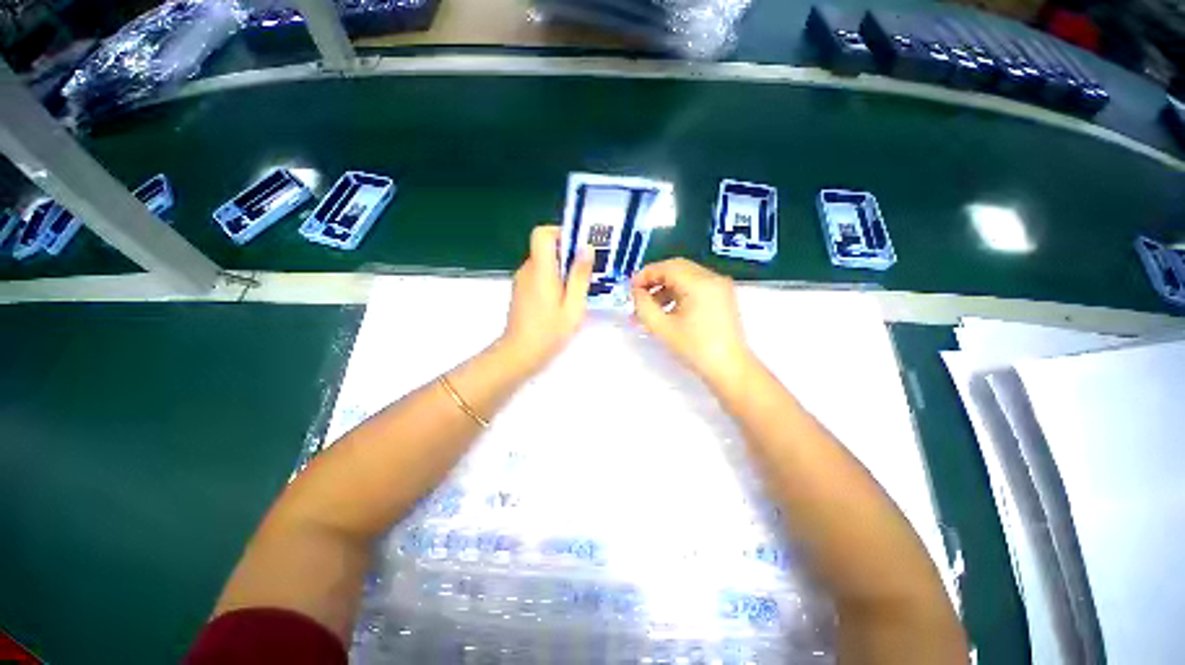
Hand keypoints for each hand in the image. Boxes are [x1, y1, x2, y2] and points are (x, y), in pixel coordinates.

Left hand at [500, 225, 593, 374]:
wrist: (519, 353)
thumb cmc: (549, 332)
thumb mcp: (573, 306)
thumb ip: (580, 276)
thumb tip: (586, 248)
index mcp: (541, 270)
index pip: (542, 233)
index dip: (560, 233)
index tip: (578, 247)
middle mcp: (528, 270)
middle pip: (545, 248)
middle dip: (567, 254)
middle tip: (587, 271)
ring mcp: (522, 280)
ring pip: (543, 262)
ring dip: (561, 269)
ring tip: (578, 288)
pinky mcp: (521, 291)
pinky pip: (538, 275)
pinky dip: (552, 279)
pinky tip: (563, 299)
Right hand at [632, 259, 754, 390]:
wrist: (729, 369)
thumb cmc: (695, 348)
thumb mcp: (662, 328)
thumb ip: (644, 306)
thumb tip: (636, 293)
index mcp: (699, 283)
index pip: (667, 268)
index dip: (645, 275)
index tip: (630, 288)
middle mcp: (712, 278)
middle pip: (677, 268)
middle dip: (655, 280)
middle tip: (638, 295)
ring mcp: (720, 287)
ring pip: (686, 277)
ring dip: (665, 288)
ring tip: (649, 308)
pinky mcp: (722, 297)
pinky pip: (695, 287)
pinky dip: (678, 293)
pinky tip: (667, 311)